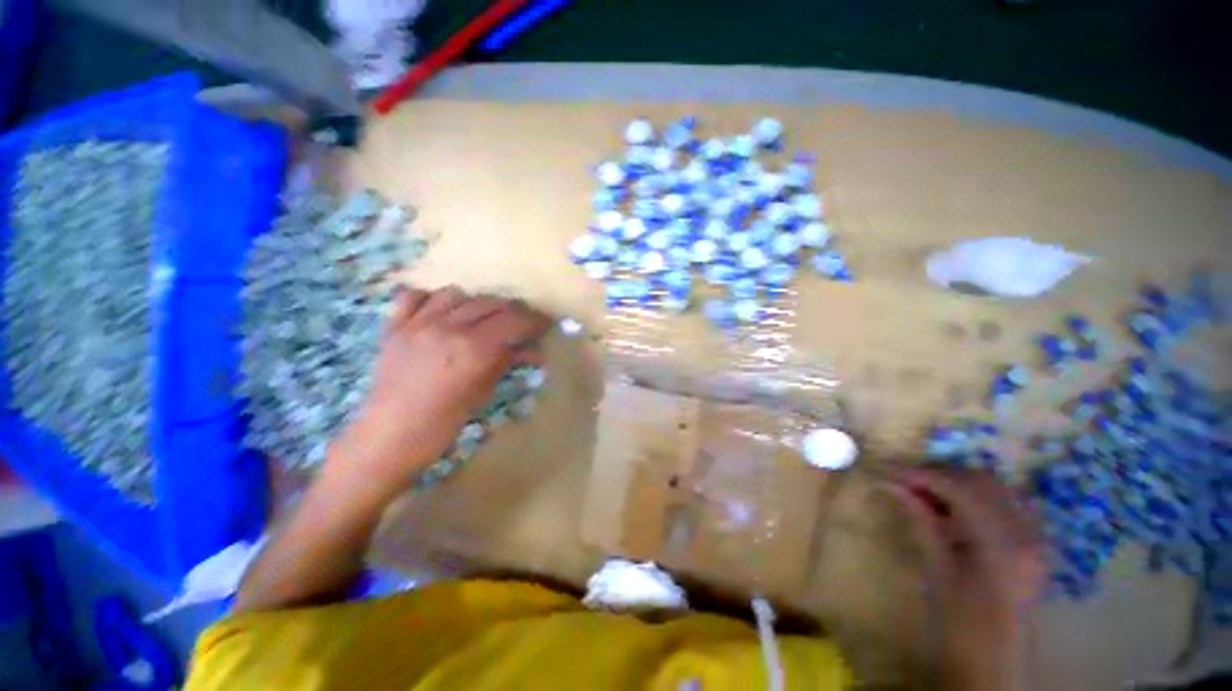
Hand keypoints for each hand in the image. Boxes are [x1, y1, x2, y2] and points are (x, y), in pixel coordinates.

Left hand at [329, 286, 549, 491]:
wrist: (388, 437)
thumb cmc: (443, 423)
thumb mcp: (483, 393)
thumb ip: (507, 363)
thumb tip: (534, 352)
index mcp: (474, 348)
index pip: (514, 320)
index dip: (534, 320)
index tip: (544, 325)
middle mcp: (447, 327)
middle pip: (490, 303)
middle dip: (512, 311)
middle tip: (519, 324)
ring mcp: (417, 323)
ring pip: (456, 293)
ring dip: (476, 303)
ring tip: (481, 318)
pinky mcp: (394, 326)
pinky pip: (414, 296)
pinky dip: (432, 299)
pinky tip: (441, 312)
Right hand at [886, 467, 1045, 690]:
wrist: (995, 658)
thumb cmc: (960, 619)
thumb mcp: (936, 567)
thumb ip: (921, 519)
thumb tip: (892, 484)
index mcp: (1001, 542)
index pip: (960, 487)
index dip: (923, 474)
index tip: (891, 472)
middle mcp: (1026, 532)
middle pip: (983, 480)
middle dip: (941, 474)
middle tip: (908, 481)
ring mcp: (1036, 537)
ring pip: (997, 487)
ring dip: (960, 483)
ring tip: (929, 493)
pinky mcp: (1036, 543)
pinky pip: (1009, 503)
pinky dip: (979, 496)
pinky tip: (958, 509)